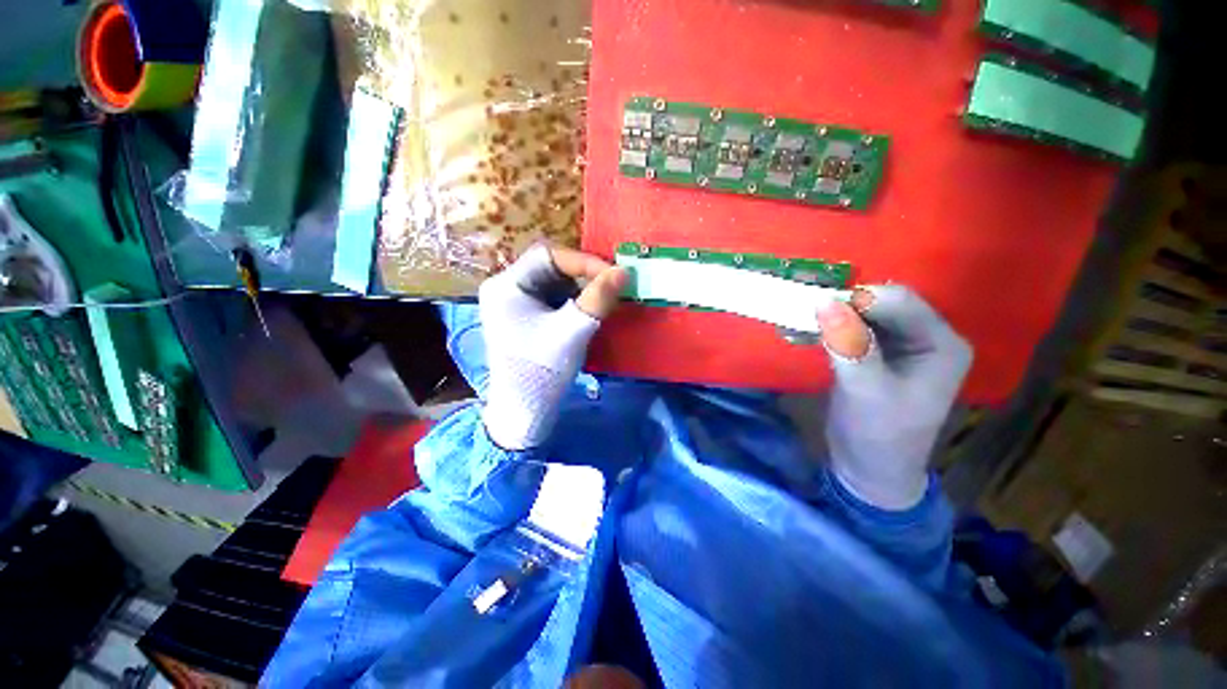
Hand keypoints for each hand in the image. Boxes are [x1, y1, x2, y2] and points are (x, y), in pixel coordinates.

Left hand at [479, 245, 627, 449]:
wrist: (523, 411)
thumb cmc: (542, 370)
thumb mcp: (573, 331)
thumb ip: (599, 298)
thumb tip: (623, 271)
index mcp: (507, 285)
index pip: (548, 255)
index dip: (584, 261)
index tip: (615, 274)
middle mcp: (505, 288)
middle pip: (549, 266)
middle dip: (583, 273)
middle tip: (611, 283)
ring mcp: (512, 303)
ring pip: (552, 281)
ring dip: (580, 286)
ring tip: (604, 296)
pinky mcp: (522, 317)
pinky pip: (551, 297)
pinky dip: (573, 299)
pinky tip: (588, 309)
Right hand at [817, 287, 972, 508]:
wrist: (869, 469)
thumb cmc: (878, 436)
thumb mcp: (865, 391)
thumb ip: (850, 345)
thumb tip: (825, 302)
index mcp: (941, 345)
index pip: (900, 302)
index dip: (858, 300)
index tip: (816, 307)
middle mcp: (926, 338)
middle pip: (881, 304)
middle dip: (841, 306)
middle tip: (802, 313)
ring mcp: (900, 345)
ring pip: (863, 314)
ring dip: (830, 317)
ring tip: (798, 323)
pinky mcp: (877, 353)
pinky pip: (851, 329)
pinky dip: (827, 329)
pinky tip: (802, 333)